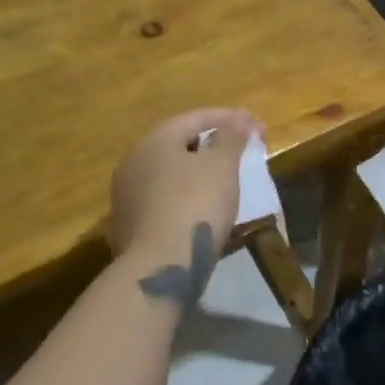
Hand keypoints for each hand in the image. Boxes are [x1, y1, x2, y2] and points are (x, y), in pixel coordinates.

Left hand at [109, 108, 257, 306]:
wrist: (159, 266)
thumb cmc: (195, 204)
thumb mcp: (222, 165)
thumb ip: (232, 137)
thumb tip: (241, 119)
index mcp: (155, 140)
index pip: (196, 117)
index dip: (230, 118)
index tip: (258, 125)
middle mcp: (134, 161)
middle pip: (179, 143)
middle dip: (212, 144)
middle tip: (242, 150)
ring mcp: (127, 194)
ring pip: (170, 173)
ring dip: (198, 171)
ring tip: (226, 178)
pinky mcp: (129, 224)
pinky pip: (164, 198)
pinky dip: (186, 195)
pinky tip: (204, 206)